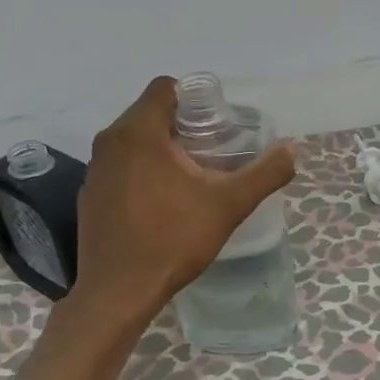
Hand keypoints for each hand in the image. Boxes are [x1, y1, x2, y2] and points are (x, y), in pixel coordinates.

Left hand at [72, 76, 296, 323]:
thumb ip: (264, 173)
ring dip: (161, 150)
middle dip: (182, 125)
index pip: (165, 88)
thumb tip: (290, 149)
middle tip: (213, 152)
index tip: (217, 123)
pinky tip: (161, 204)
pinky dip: (141, 173)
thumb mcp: (229, 205)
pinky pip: (120, 168)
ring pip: (133, 142)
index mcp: (139, 132)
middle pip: (149, 113)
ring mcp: (94, 171)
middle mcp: (109, 142)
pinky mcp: (89, 196)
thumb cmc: (173, 240)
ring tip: (191, 178)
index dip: (195, 99)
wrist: (119, 292)